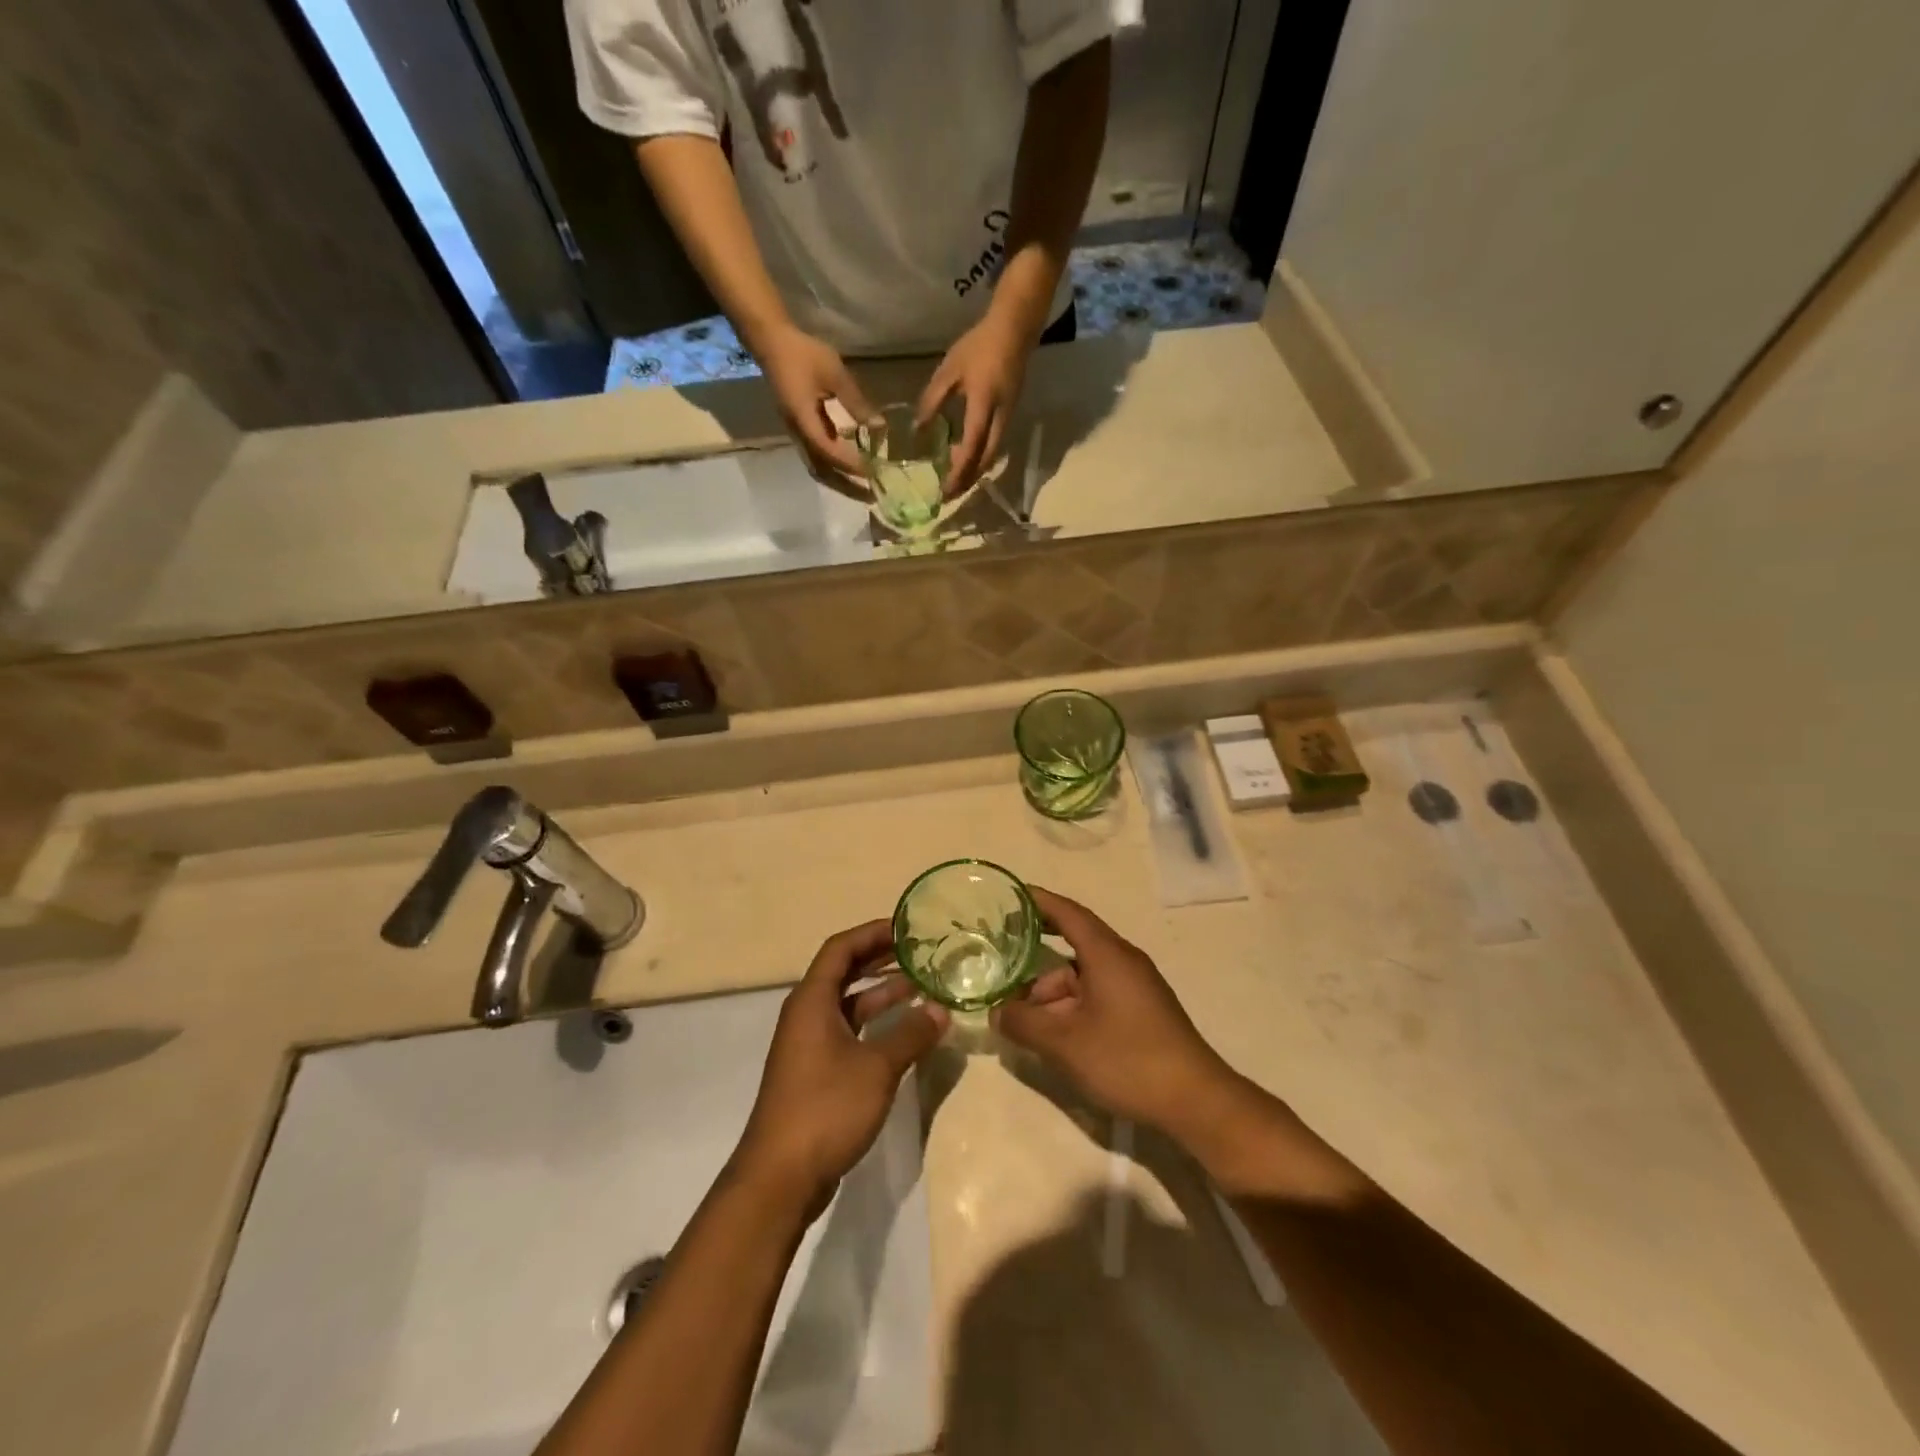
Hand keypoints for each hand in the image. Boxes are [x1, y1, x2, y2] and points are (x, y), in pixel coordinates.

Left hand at [735, 920, 947, 1214]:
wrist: (780, 1178)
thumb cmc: (825, 1108)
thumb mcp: (876, 1068)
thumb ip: (911, 1034)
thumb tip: (940, 1009)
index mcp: (812, 1000)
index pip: (841, 948)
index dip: (872, 933)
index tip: (907, 927)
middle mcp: (807, 1014)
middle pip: (844, 972)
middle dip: (881, 959)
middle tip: (921, 952)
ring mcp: (810, 1044)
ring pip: (849, 1003)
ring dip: (882, 992)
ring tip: (923, 985)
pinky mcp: (817, 1071)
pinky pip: (850, 1030)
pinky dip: (876, 1023)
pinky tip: (906, 1030)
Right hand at [756, 325, 875, 480]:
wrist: (772, 342)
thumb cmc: (803, 354)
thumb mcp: (834, 373)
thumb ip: (856, 401)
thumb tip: (879, 427)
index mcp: (804, 421)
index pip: (830, 452)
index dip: (851, 465)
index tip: (873, 473)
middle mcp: (798, 434)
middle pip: (822, 472)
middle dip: (846, 487)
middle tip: (870, 498)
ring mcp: (797, 433)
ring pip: (818, 468)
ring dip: (840, 482)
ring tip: (863, 490)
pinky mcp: (800, 429)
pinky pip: (817, 457)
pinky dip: (834, 467)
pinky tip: (851, 468)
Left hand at [917, 308, 1033, 495]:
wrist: (1015, 330)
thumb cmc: (978, 347)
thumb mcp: (949, 371)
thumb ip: (932, 401)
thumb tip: (919, 430)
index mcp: (983, 405)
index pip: (972, 446)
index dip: (959, 471)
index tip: (945, 490)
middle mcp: (999, 418)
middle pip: (986, 460)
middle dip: (968, 480)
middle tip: (949, 495)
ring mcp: (1007, 418)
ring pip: (992, 455)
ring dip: (974, 472)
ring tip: (955, 482)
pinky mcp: (1009, 416)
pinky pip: (994, 445)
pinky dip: (980, 458)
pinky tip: (966, 459)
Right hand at [990, 886, 1235, 1137]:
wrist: (1196, 1101)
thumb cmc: (1128, 1059)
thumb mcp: (1064, 1043)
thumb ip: (1024, 1023)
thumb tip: (997, 1012)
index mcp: (1107, 954)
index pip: (1067, 912)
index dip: (1038, 901)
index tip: (1010, 896)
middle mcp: (1123, 961)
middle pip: (1071, 950)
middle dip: (1035, 965)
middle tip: (1002, 974)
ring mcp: (1135, 988)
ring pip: (1082, 979)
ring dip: (1052, 996)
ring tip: (1023, 1024)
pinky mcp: (1142, 1012)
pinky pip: (1097, 996)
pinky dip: (1071, 1008)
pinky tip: (1055, 1037)